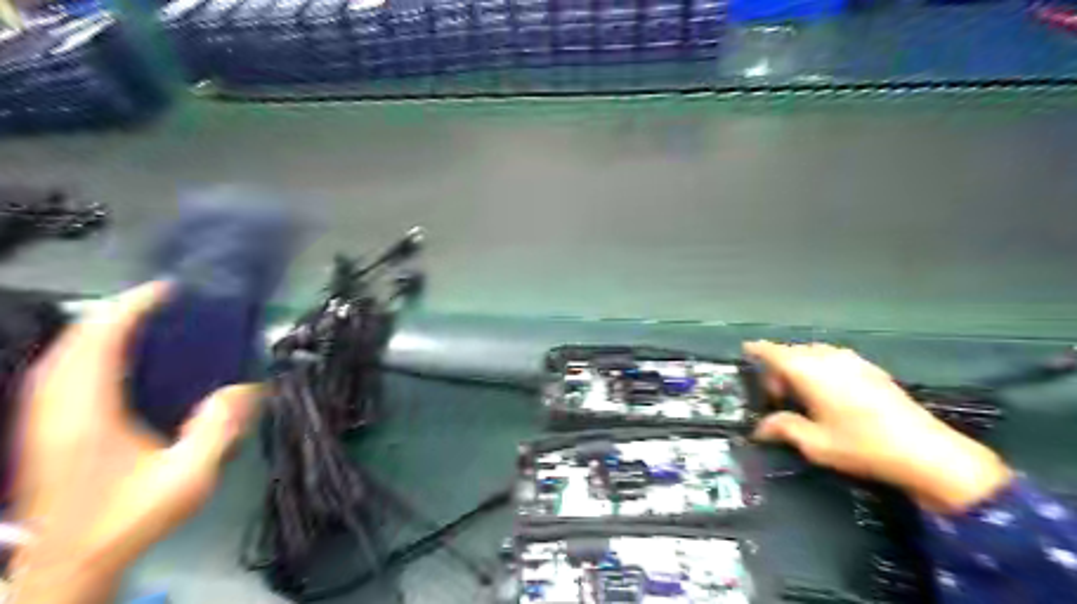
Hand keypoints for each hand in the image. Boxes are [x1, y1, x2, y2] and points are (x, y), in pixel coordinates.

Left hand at [10, 283, 259, 603]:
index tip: (165, 290)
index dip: (130, 309)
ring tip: (137, 317)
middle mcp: (55, 410)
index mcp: (88, 416)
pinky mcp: (40, 430)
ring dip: (95, 328)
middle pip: (72, 342)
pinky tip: (106, 356)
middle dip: (113, 311)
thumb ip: (218, 430)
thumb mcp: (188, 478)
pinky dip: (81, 350)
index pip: (99, 344)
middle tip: (158, 299)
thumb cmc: (129, 518)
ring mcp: (41, 420)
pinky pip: (55, 373)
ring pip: (57, 356)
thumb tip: (248, 388)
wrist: (69, 564)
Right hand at [750, 342, 1010, 512]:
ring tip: (801, 394)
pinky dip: (821, 368)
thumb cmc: (862, 446)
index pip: (774, 352)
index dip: (757, 349)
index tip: (745, 350)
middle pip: (793, 352)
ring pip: (814, 353)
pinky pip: (834, 359)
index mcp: (809, 371)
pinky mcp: (871, 369)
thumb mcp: (814, 443)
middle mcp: (828, 358)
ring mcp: (853, 361)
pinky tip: (828, 393)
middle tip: (776, 395)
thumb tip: (761, 428)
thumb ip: (784, 428)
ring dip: (801, 367)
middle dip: (779, 367)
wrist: (927, 452)